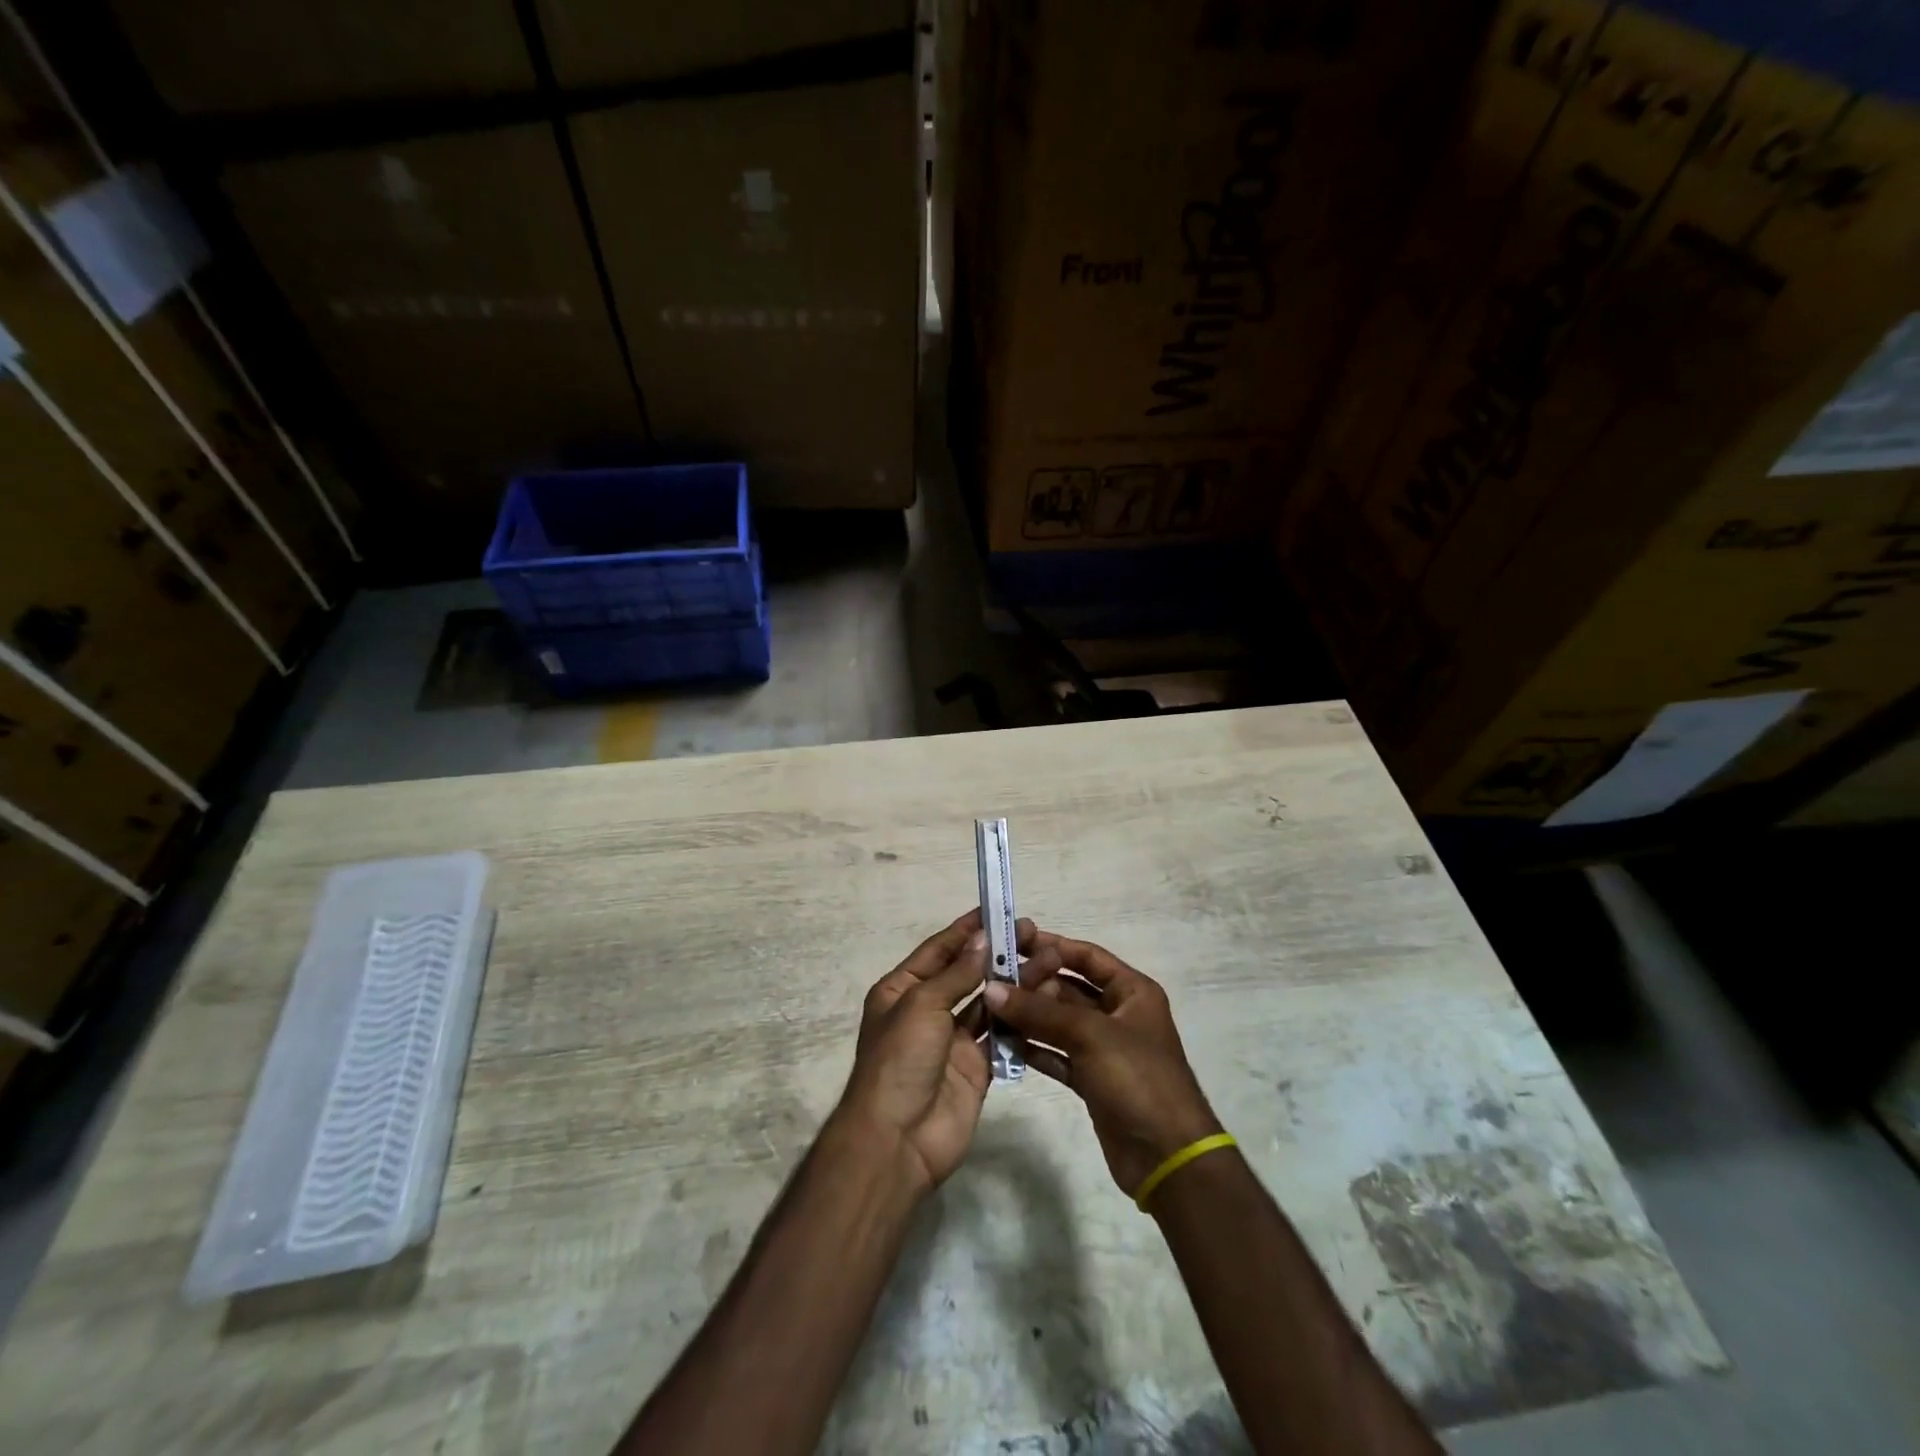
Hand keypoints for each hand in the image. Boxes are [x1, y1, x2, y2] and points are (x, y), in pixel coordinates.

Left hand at [834, 909, 1052, 1193]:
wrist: (897, 1140)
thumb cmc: (900, 1060)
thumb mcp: (922, 1005)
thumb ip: (957, 973)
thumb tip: (982, 939)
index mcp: (902, 989)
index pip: (939, 950)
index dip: (967, 930)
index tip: (997, 910)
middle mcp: (928, 1009)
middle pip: (967, 973)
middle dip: (998, 953)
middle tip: (1034, 933)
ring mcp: (953, 1040)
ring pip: (989, 1002)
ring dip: (1015, 981)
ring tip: (1049, 959)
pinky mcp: (977, 1067)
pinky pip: (1001, 1035)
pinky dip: (1021, 1017)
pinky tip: (1046, 997)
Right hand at [983, 934, 1221, 1197]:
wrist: (1167, 1157)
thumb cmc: (1137, 1079)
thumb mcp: (1090, 1035)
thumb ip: (1039, 1011)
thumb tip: (991, 989)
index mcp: (1132, 991)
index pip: (1086, 956)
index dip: (1052, 946)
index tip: (1012, 940)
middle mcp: (1118, 1014)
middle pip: (1069, 989)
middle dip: (1033, 985)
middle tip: (992, 981)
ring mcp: (1105, 1048)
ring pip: (1059, 1023)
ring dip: (1028, 1017)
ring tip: (988, 1009)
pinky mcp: (1092, 1080)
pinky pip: (1057, 1054)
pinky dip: (1034, 1049)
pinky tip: (1003, 1043)